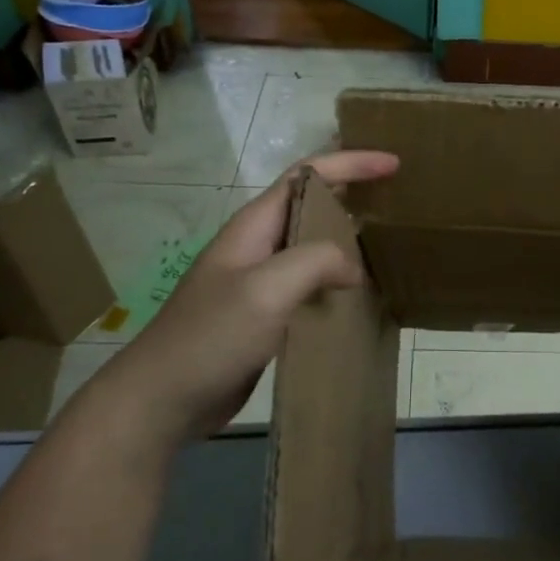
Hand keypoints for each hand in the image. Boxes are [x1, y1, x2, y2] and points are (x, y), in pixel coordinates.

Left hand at [81, 150, 398, 456]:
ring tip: (386, 243)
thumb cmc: (212, 336)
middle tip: (395, 199)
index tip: (393, 164)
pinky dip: (336, 279)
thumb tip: (352, 268)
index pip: (307, 174)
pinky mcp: (264, 314)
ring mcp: (259, 281)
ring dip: (346, 237)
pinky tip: (359, 296)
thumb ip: (315, 262)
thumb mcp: (267, 289)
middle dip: (351, 192)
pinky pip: (308, 284)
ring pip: (311, 246)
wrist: (164, 398)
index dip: (350, 162)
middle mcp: (258, 245)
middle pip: (310, 204)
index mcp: (255, 226)